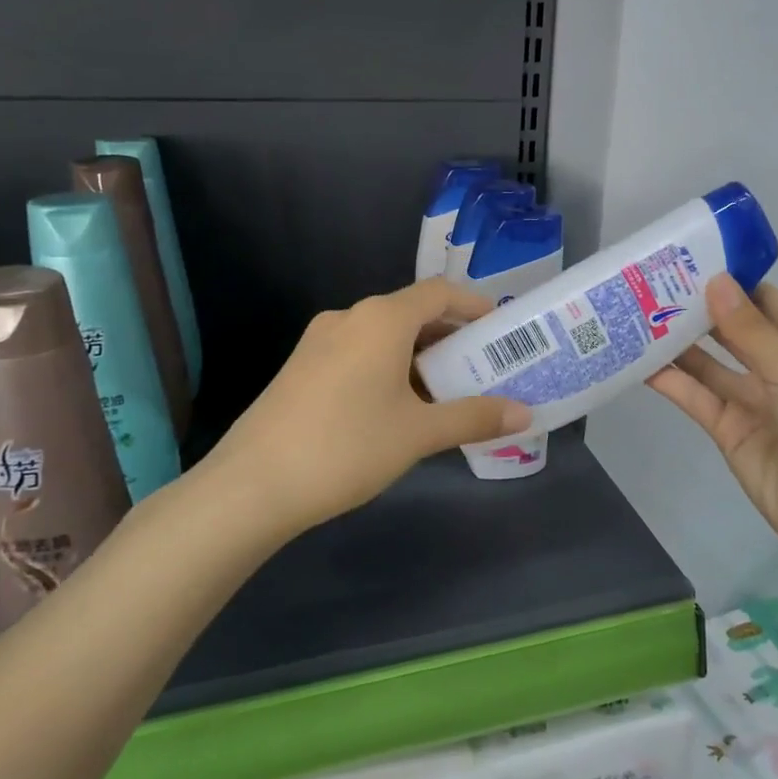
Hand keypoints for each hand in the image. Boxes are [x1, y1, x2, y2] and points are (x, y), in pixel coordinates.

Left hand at [197, 279, 533, 539]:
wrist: (252, 485)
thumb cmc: (347, 447)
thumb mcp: (419, 433)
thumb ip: (474, 417)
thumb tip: (525, 414)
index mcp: (381, 319)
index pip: (439, 293)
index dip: (473, 304)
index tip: (500, 327)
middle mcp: (349, 318)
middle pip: (411, 313)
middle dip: (448, 337)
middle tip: (479, 368)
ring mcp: (318, 342)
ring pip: (382, 336)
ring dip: (417, 357)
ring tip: (444, 394)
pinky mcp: (300, 368)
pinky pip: (357, 354)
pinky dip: (387, 368)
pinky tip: (396, 408)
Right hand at [647, 277, 777, 557]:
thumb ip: (749, 330)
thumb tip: (714, 281)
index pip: (763, 300)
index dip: (729, 281)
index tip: (686, 259)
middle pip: (731, 330)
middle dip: (696, 310)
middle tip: (649, 285)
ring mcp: (752, 400)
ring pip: (708, 364)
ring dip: (678, 344)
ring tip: (635, 317)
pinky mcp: (728, 430)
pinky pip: (696, 398)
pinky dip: (671, 382)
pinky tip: (640, 363)